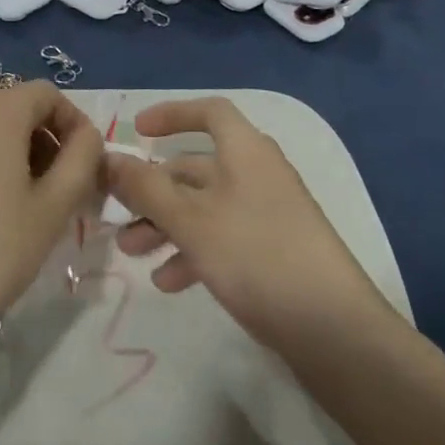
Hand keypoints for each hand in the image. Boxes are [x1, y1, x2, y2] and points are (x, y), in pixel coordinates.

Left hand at [0, 82, 101, 363]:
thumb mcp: (51, 211)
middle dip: (47, 145)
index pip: (46, 94)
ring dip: (17, 161)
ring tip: (27, 215)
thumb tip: (88, 137)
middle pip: (15, 111)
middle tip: (64, 198)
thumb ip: (81, 162)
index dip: (75, 124)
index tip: (87, 169)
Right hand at [104, 97, 389, 353]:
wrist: (335, 332)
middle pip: (197, 167)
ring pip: (204, 207)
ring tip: (131, 253)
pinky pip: (222, 239)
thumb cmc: (256, 257)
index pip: (210, 112)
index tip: (137, 130)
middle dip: (154, 188)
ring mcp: (268, 216)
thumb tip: (109, 158)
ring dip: (165, 225)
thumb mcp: (190, 220)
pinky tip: (168, 283)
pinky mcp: (272, 254)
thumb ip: (145, 188)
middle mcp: (257, 175)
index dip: (172, 114)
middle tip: (118, 212)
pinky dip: (192, 252)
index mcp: (246, 152)